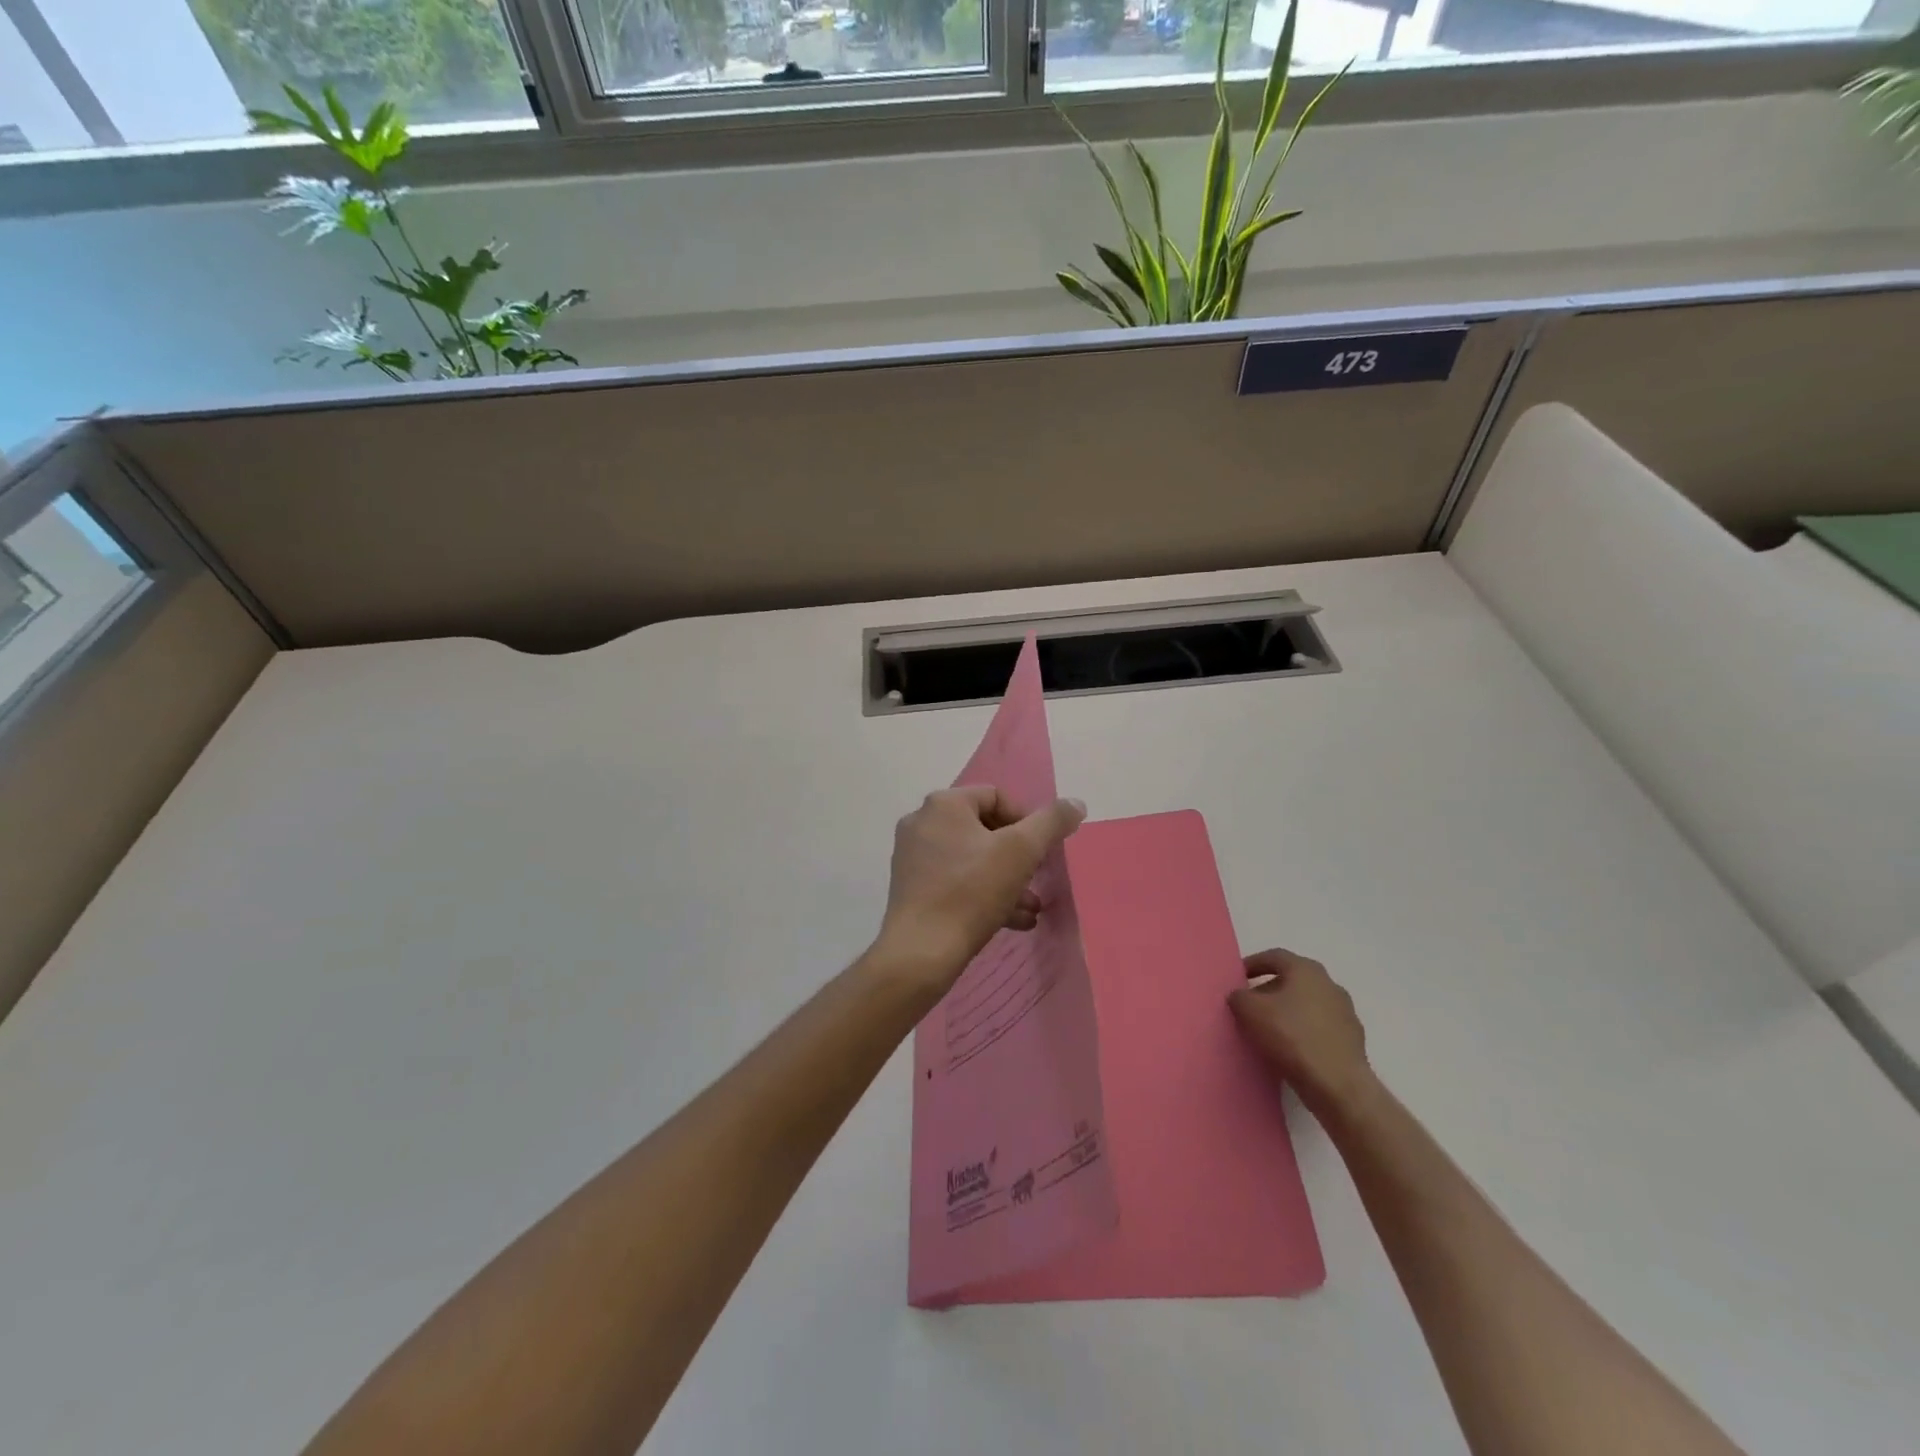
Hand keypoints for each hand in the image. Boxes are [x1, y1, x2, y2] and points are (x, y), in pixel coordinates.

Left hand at [872, 786, 1086, 993]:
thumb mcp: (1022, 852)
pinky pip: (955, 881)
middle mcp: (922, 822)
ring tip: (1031, 907)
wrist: (922, 951)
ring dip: (1005, 879)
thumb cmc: (972, 891)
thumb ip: (1051, 822)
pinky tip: (1011, 921)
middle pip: (984, 829)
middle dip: (1018, 856)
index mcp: (944, 804)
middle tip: (1037, 878)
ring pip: (971, 859)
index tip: (1042, 851)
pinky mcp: (911, 888)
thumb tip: (1075, 804)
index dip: (1026, 821)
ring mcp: (913, 856)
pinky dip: (983, 894)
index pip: (996, 797)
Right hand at [1229, 948, 1373, 1116]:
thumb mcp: (1249, 1011)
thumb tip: (1240, 996)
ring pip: (1308, 1004)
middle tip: (1250, 1004)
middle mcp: (1329, 984)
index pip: (1275, 956)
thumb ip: (1238, 996)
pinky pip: (1320, 1027)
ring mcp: (1345, 1012)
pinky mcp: (1353, 1039)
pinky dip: (1304, 1031)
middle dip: (1269, 989)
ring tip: (1268, 1029)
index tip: (1237, 977)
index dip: (1253, 964)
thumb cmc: (1291, 1036)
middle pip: (1293, 980)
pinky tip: (1291, 1048)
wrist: (1337, 1084)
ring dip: (1288, 1011)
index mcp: (1306, 970)